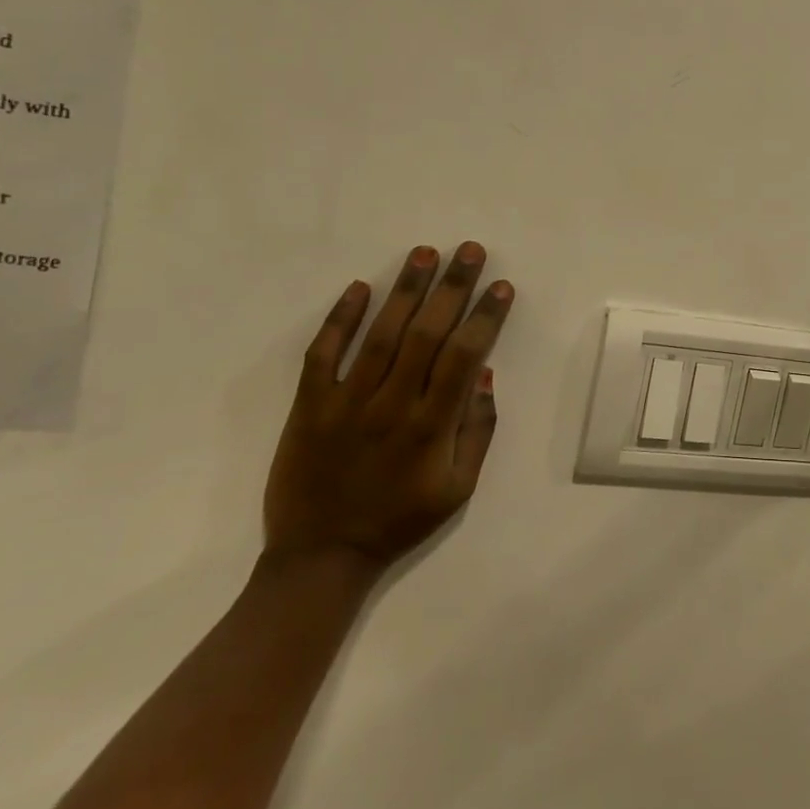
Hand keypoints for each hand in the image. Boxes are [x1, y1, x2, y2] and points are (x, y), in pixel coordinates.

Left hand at [263, 243, 514, 572]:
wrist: (321, 557)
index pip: (464, 355)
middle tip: (470, 251)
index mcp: (432, 426)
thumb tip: (483, 373)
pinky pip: (323, 355)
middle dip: (452, 287)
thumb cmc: (401, 520)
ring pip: (380, 335)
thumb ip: (477, 430)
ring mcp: (346, 403)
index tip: (501, 286)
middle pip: (427, 334)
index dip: (485, 317)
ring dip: (405, 290)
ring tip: (424, 253)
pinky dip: (340, 320)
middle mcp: (391, 405)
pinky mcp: (308, 407)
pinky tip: (359, 287)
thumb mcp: (459, 488)